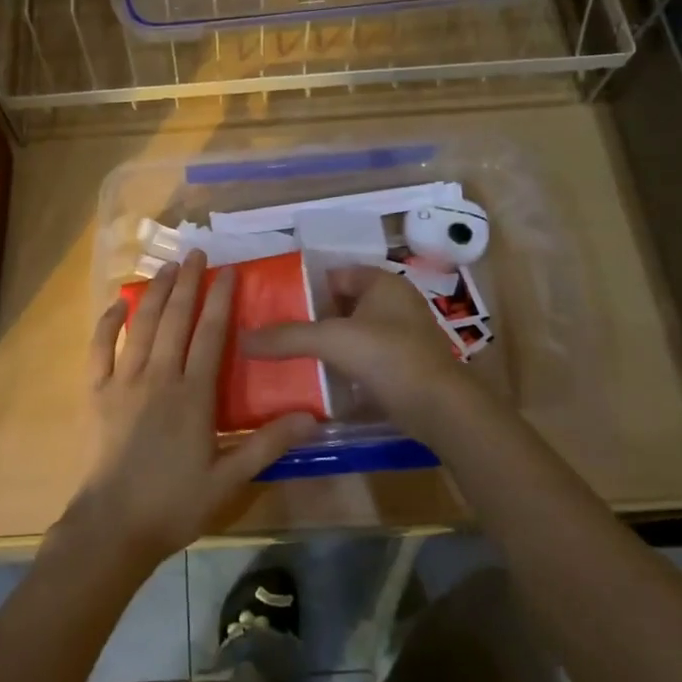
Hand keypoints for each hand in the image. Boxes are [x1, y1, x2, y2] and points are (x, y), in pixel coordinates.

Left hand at [66, 250, 316, 569]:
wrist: (113, 527)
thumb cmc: (174, 504)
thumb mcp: (229, 479)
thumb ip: (268, 444)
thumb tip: (313, 418)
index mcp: (193, 395)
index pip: (211, 334)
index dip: (220, 299)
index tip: (228, 270)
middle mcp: (159, 377)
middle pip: (175, 319)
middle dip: (188, 283)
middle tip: (196, 253)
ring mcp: (124, 382)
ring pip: (141, 326)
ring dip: (155, 293)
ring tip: (167, 267)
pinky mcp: (97, 394)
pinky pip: (100, 349)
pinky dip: (108, 323)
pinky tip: (118, 304)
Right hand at [243, 266, 475, 431]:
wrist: (440, 408)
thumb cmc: (388, 357)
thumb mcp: (331, 340)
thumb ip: (287, 337)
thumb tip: (242, 338)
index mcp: (382, 283)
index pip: (334, 274)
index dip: (305, 286)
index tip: (274, 303)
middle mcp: (395, 302)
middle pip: (342, 304)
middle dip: (312, 317)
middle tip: (276, 331)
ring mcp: (403, 335)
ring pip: (353, 332)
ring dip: (327, 343)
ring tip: (290, 355)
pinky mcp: (404, 365)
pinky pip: (365, 357)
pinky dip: (344, 364)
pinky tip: (318, 378)